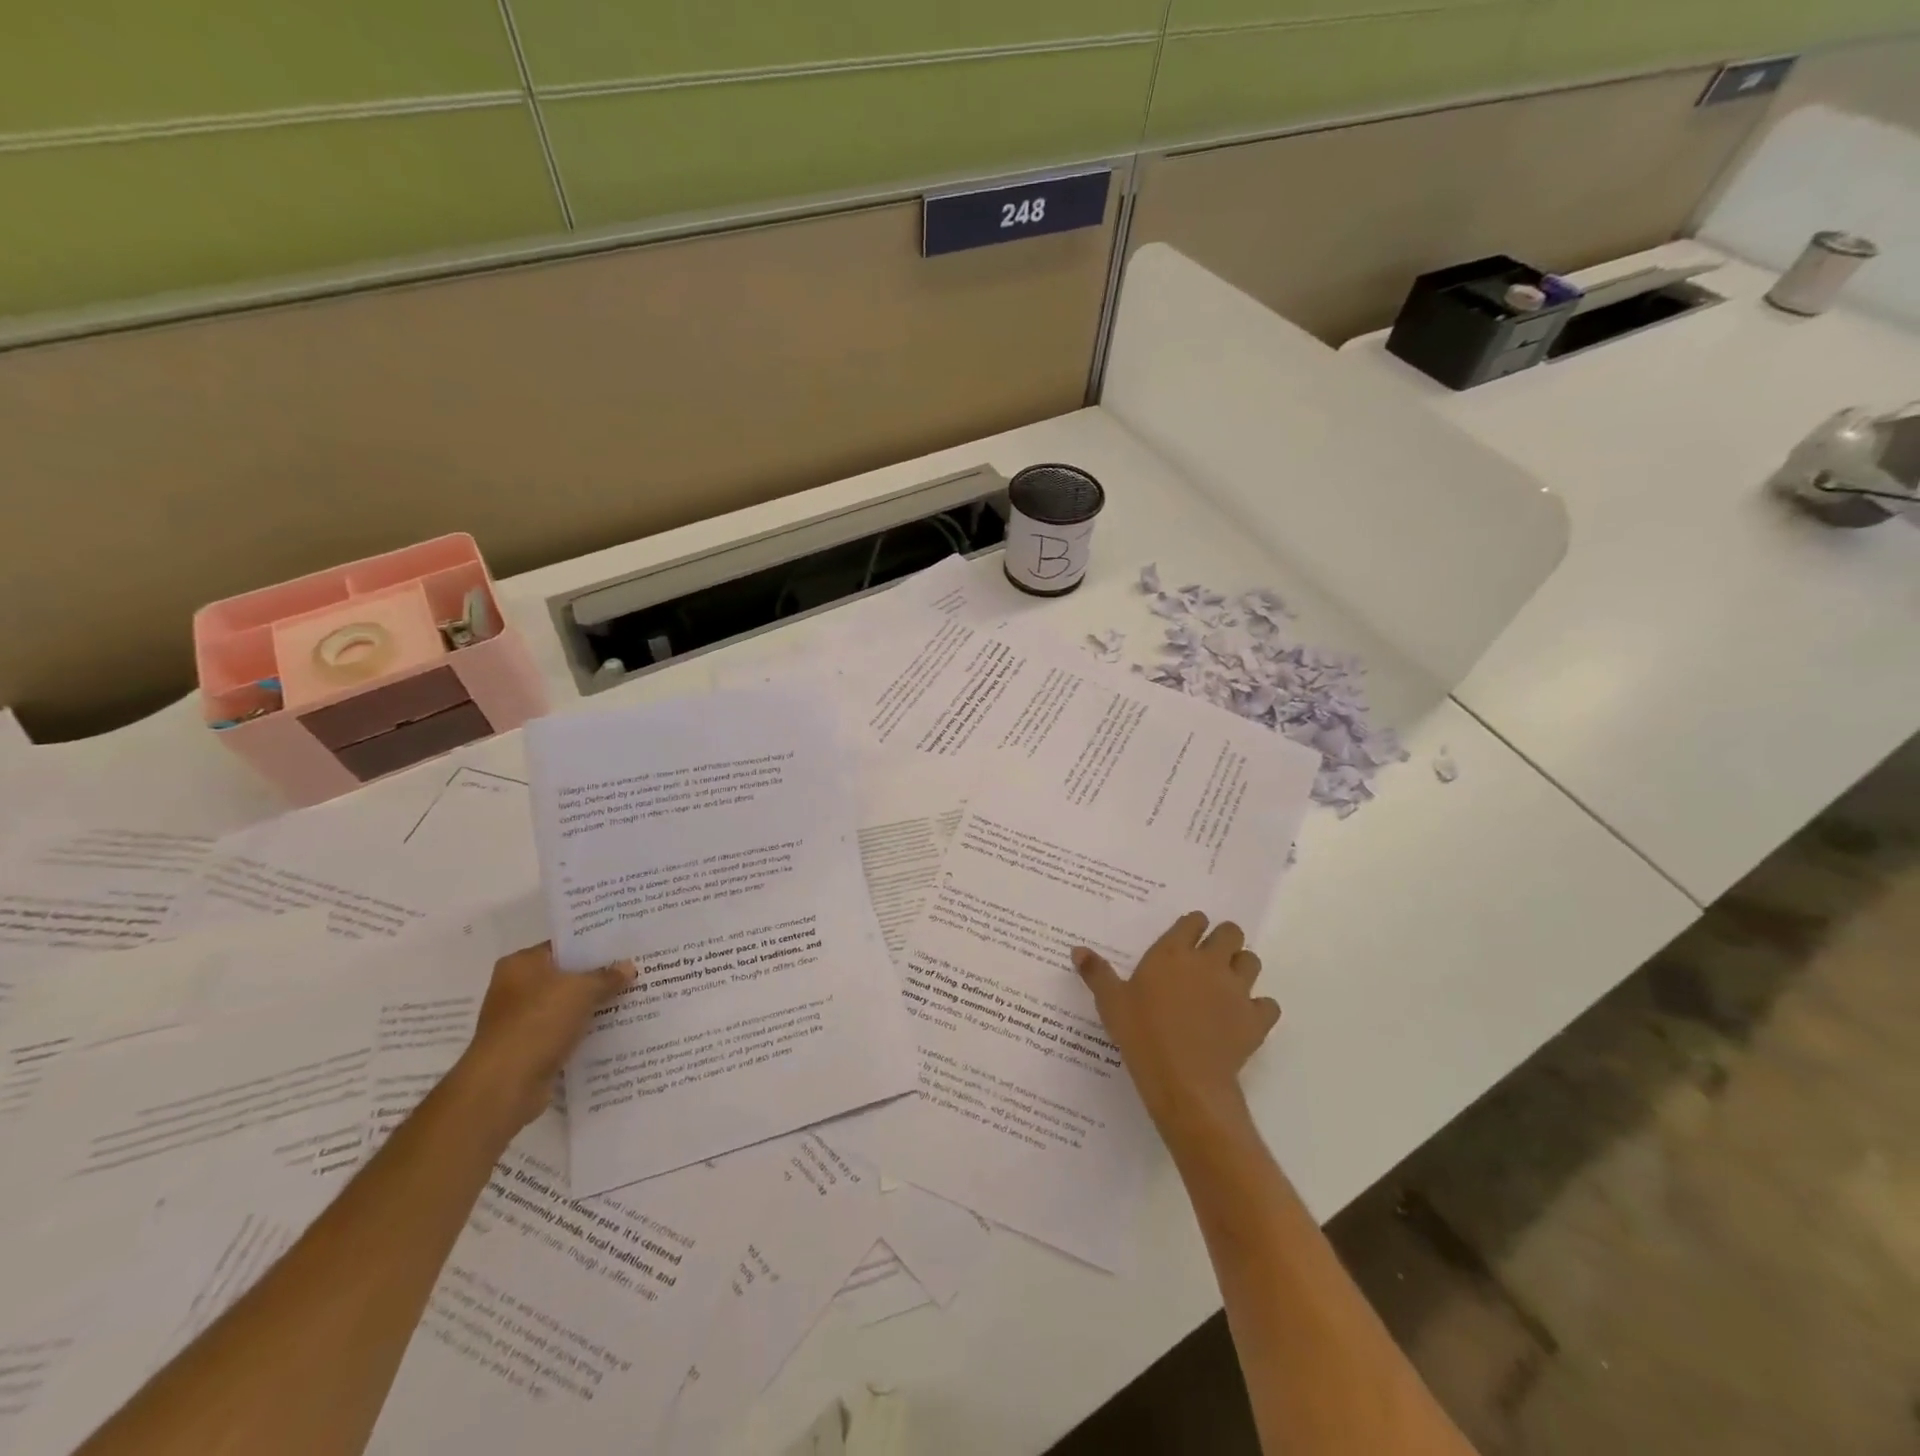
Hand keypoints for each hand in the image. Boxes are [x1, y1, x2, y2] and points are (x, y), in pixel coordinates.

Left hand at [452, 942, 634, 1130]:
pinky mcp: (529, 1048)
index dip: (593, 946)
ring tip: (631, 999)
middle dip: (597, 977)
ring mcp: (521, 1020)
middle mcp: (516, 988)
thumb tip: (629, 967)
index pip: (563, 946)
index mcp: (521, 964)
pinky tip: (614, 1029)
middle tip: (634, 971)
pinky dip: (584, 1031)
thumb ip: (607, 977)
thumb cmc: (539, 1022)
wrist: (505, 1084)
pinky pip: (564, 1031)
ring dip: (592, 1006)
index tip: (624, 947)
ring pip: (567, 1005)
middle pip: (565, 976)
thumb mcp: (582, 990)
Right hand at [1072, 912, 1279, 1139]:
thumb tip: (1077, 950)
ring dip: (1242, 967)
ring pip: (1252, 962)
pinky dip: (1259, 1008)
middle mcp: (1209, 963)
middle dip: (1224, 939)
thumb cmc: (1142, 1035)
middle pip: (1230, 933)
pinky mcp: (1255, 1020)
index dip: (1192, 925)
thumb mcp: (1111, 1002)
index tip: (1186, 936)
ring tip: (1227, 983)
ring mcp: (1236, 990)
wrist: (1184, 1081)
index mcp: (1173, 952)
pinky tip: (1244, 1018)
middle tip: (1210, 956)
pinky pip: (1268, 1004)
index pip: (1193, 921)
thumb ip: (1096, 973)